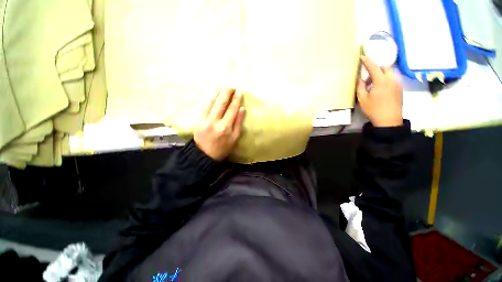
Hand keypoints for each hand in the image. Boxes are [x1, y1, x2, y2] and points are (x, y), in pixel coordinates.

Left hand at [194, 88, 244, 160]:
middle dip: (226, 93)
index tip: (239, 91)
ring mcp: (204, 120)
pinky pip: (204, 107)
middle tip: (231, 86)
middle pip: (221, 103)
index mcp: (226, 127)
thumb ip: (238, 123)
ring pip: (211, 103)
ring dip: (217, 94)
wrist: (204, 156)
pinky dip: (209, 100)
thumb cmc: (223, 148)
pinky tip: (213, 95)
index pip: (232, 109)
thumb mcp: (234, 138)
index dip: (236, 99)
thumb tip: (242, 109)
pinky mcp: (197, 121)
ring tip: (222, 88)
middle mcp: (215, 122)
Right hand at [356, 55, 402, 126]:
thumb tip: (360, 79)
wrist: (389, 120)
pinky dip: (386, 79)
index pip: (374, 67)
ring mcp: (398, 83)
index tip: (363, 56)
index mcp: (381, 81)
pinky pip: (393, 79)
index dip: (367, 61)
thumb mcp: (362, 99)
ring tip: (373, 85)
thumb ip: (360, 87)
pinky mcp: (400, 88)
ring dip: (381, 74)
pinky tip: (380, 89)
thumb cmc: (373, 109)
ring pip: (390, 73)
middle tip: (367, 78)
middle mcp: (392, 79)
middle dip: (376, 68)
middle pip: (385, 67)